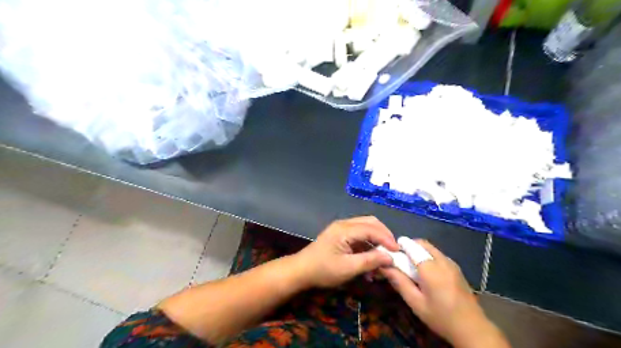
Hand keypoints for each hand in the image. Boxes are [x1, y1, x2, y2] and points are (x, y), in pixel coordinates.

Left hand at [295, 218, 399, 287]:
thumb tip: (390, 257)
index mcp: (345, 229)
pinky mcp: (340, 235)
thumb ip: (370, 261)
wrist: (301, 271)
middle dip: (384, 235)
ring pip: (366, 228)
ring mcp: (341, 228)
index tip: (398, 252)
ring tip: (383, 258)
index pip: (372, 229)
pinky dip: (368, 245)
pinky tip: (370, 260)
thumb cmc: (323, 270)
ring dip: (376, 241)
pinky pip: (359, 235)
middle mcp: (344, 224)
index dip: (387, 239)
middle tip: (393, 251)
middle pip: (370, 223)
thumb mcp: (348, 268)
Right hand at [384, 240, 509, 347]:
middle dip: (409, 246)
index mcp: (430, 268)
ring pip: (431, 248)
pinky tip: (426, 272)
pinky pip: (438, 254)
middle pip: (422, 243)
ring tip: (412, 266)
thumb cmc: (441, 317)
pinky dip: (428, 255)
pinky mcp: (456, 268)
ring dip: (419, 250)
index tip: (390, 253)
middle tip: (400, 260)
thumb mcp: (416, 303)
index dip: (399, 246)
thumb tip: (384, 266)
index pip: (411, 246)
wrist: (473, 329)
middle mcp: (442, 260)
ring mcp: (451, 263)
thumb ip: (399, 282)